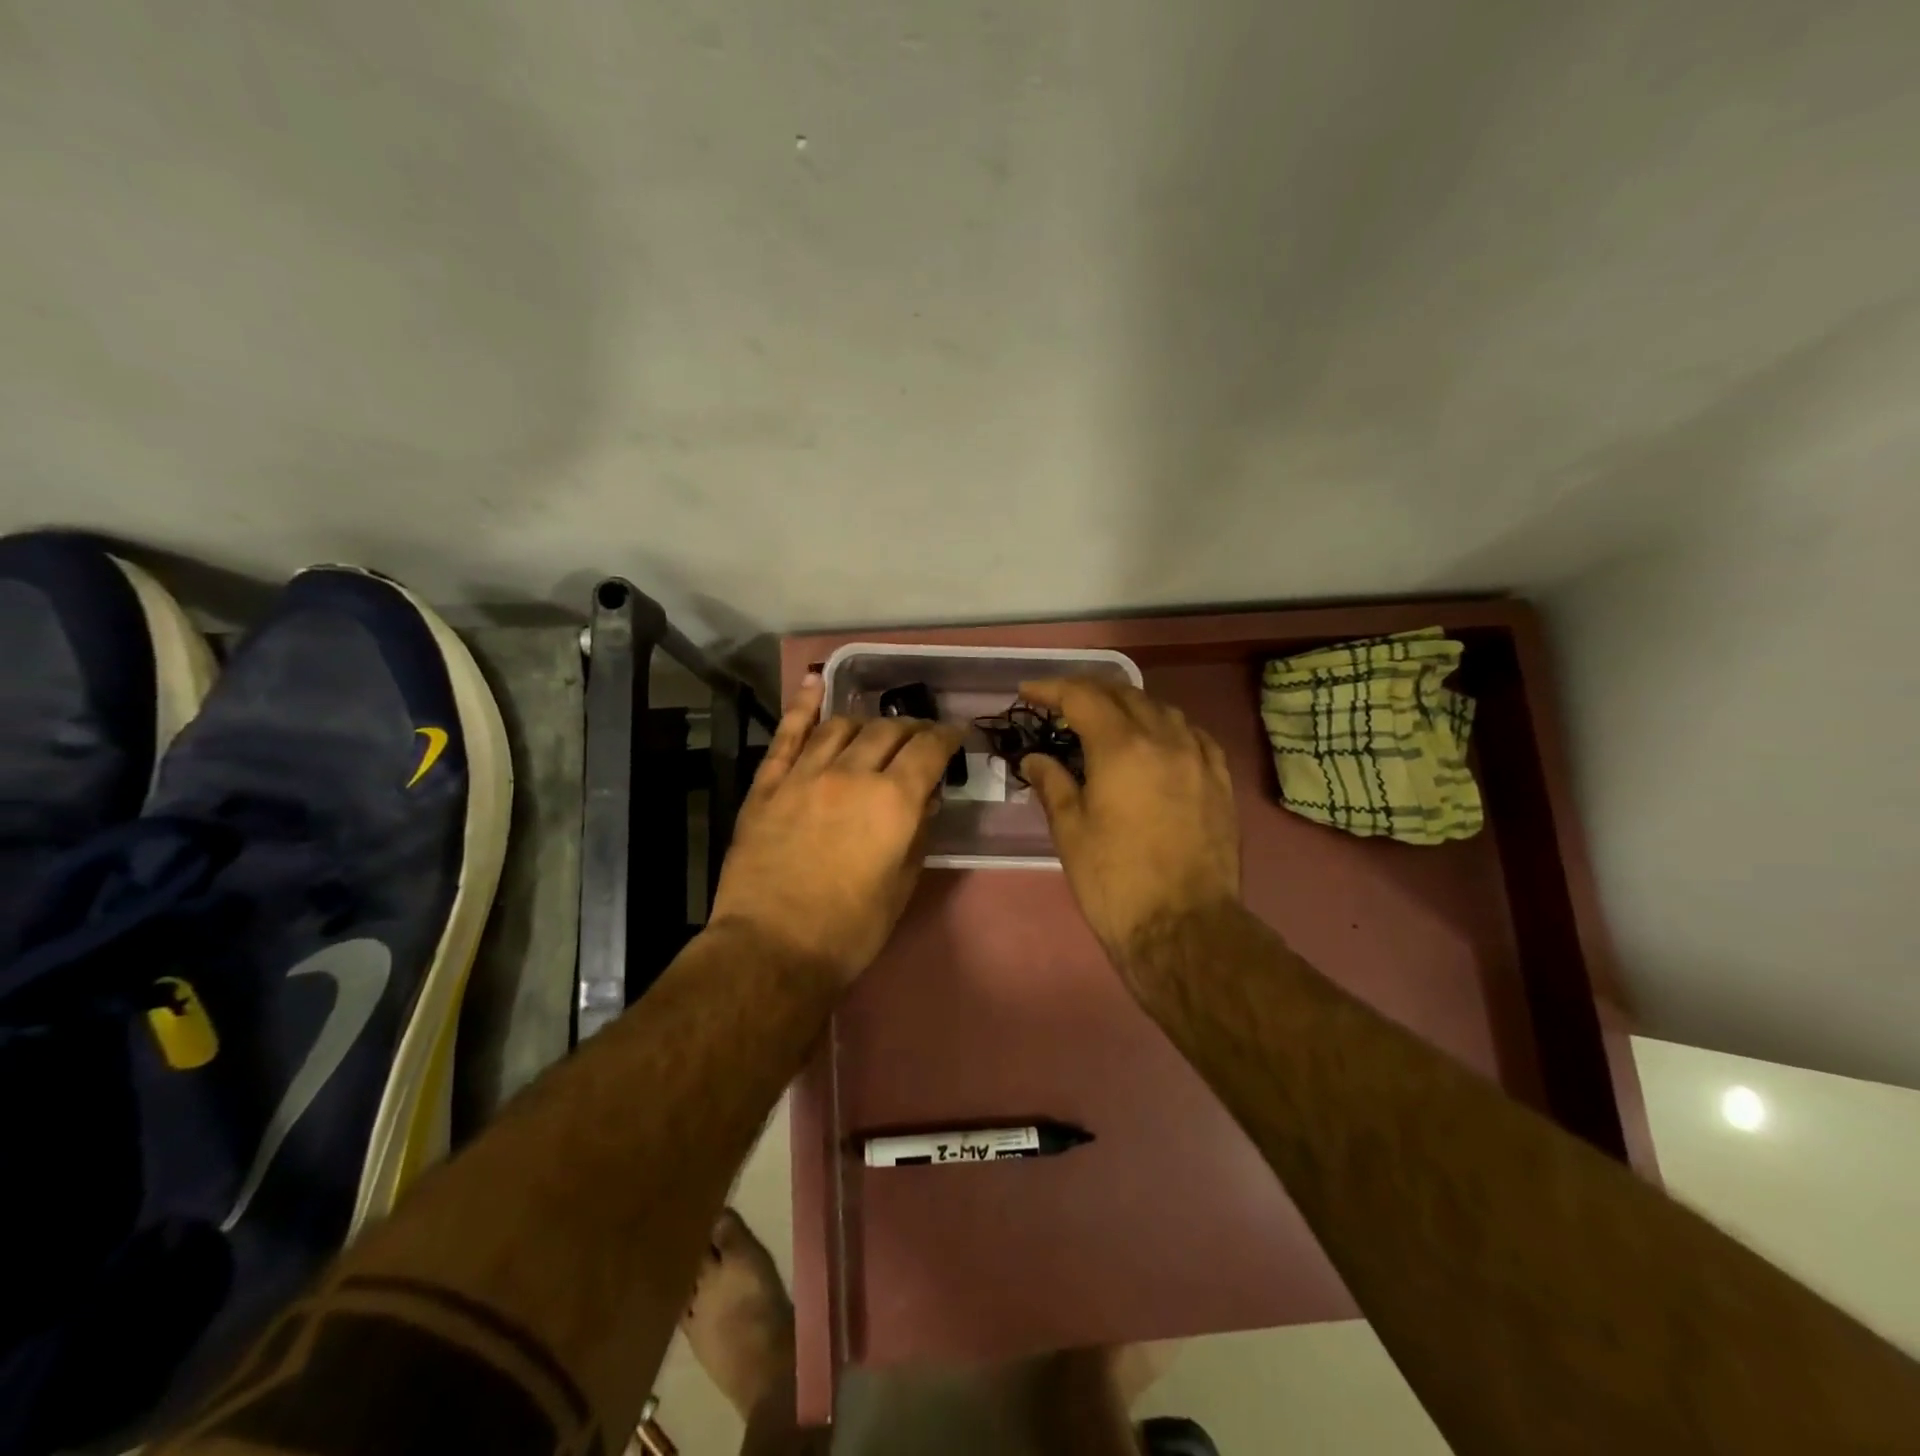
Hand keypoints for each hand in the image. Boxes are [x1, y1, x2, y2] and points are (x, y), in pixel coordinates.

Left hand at [708, 674, 960, 986]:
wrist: (771, 948)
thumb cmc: (850, 929)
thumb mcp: (901, 884)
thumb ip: (918, 832)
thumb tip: (927, 796)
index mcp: (892, 800)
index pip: (928, 748)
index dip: (947, 736)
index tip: (956, 735)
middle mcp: (851, 773)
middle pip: (887, 730)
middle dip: (911, 728)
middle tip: (920, 737)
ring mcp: (804, 774)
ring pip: (841, 726)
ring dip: (865, 722)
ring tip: (874, 730)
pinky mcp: (768, 785)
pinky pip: (788, 734)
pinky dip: (803, 704)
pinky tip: (814, 683)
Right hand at [1017, 677, 1240, 965]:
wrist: (1183, 927)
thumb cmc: (1115, 881)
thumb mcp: (1071, 832)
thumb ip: (1053, 784)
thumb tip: (1035, 759)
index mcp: (1122, 748)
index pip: (1083, 697)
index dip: (1052, 689)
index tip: (1028, 692)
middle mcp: (1164, 740)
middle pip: (1124, 694)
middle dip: (1088, 691)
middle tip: (1061, 703)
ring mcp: (1199, 758)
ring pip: (1162, 709)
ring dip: (1129, 705)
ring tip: (1107, 719)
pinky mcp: (1220, 781)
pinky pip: (1193, 735)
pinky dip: (1167, 726)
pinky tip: (1158, 741)